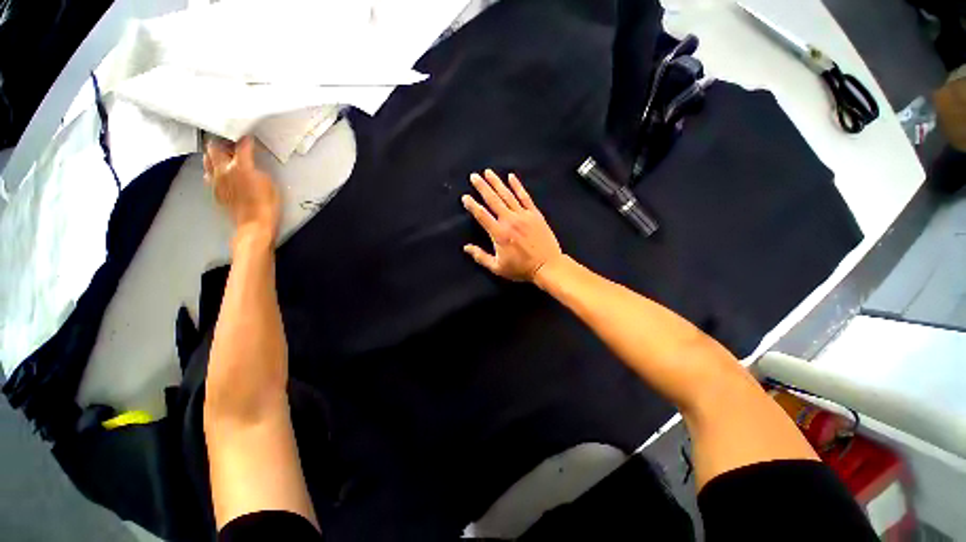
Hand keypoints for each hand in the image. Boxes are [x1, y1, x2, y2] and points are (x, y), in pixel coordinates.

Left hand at [204, 136, 280, 242]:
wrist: (254, 224)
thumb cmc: (267, 205)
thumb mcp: (268, 183)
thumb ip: (256, 169)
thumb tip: (249, 165)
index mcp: (240, 166)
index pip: (242, 145)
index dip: (246, 140)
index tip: (249, 138)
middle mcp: (223, 169)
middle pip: (214, 147)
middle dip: (222, 143)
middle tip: (232, 145)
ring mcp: (215, 180)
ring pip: (207, 159)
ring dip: (215, 156)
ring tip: (226, 158)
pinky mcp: (214, 191)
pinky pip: (209, 174)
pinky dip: (215, 170)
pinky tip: (224, 174)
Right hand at [462, 169, 562, 281]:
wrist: (547, 266)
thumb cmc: (521, 268)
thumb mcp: (497, 267)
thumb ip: (480, 257)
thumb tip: (466, 248)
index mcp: (499, 233)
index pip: (482, 215)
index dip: (472, 205)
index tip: (465, 197)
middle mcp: (509, 220)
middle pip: (493, 200)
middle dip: (482, 187)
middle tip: (474, 176)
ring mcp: (523, 215)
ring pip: (507, 195)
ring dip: (496, 183)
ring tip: (488, 172)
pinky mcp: (535, 214)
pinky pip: (525, 197)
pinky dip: (518, 186)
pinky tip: (511, 176)